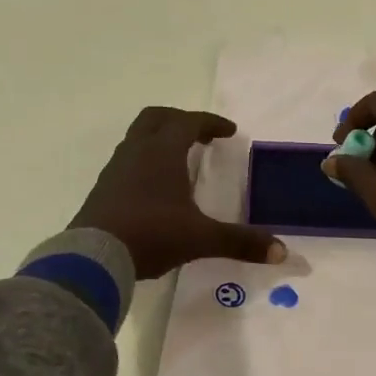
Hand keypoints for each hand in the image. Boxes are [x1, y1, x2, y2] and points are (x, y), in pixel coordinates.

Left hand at [71, 107, 285, 278]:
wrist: (93, 257)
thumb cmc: (151, 234)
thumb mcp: (201, 238)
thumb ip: (240, 242)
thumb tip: (282, 251)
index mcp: (163, 152)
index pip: (189, 121)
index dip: (211, 123)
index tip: (229, 132)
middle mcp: (137, 151)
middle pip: (156, 118)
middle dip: (180, 120)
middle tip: (200, 136)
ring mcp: (115, 169)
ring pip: (138, 138)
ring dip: (159, 140)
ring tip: (178, 161)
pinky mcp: (102, 189)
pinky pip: (126, 161)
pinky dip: (144, 162)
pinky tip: (153, 188)